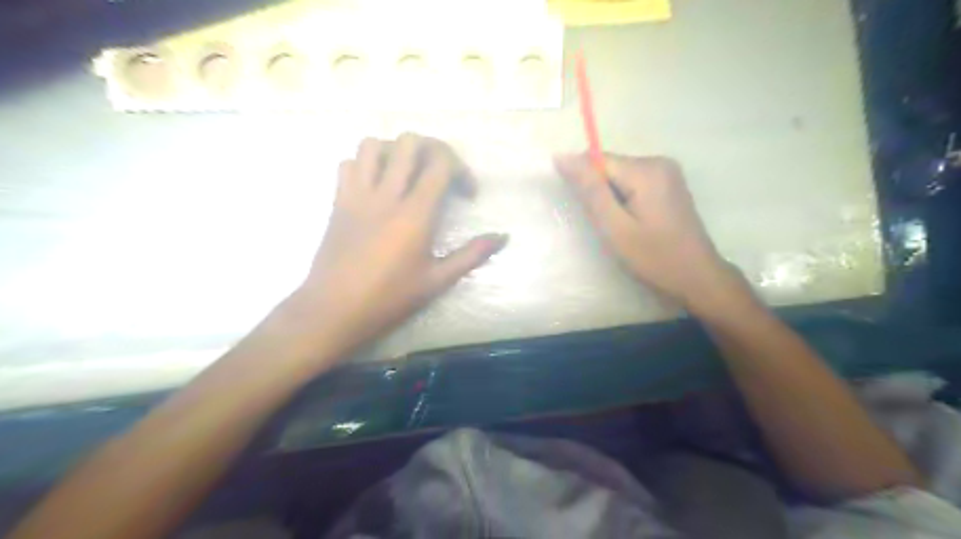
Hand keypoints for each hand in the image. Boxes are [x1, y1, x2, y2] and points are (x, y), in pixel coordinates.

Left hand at [278, 132, 505, 363]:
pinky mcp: (338, 201)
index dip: (462, 169)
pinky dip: (366, 164)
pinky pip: (349, 163)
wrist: (334, 310)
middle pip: (410, 143)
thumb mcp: (437, 280)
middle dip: (434, 150)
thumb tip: (503, 237)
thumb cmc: (389, 298)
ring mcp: (357, 195)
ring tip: (408, 174)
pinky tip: (377, 186)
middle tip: (441, 174)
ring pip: (374, 145)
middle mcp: (386, 195)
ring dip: (396, 151)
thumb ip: (471, 255)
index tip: (467, 194)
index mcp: (415, 214)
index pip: (441, 164)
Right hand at [552, 152, 746, 312]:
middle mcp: (659, 162)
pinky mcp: (669, 185)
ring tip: (619, 228)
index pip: (597, 160)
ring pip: (620, 176)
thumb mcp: (615, 228)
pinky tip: (632, 223)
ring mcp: (667, 173)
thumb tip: (562, 156)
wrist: (698, 278)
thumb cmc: (654, 258)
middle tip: (607, 226)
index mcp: (646, 170)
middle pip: (610, 167)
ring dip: (610, 198)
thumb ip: (590, 191)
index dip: (584, 184)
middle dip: (599, 193)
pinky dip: (624, 200)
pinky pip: (634, 183)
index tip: (587, 212)